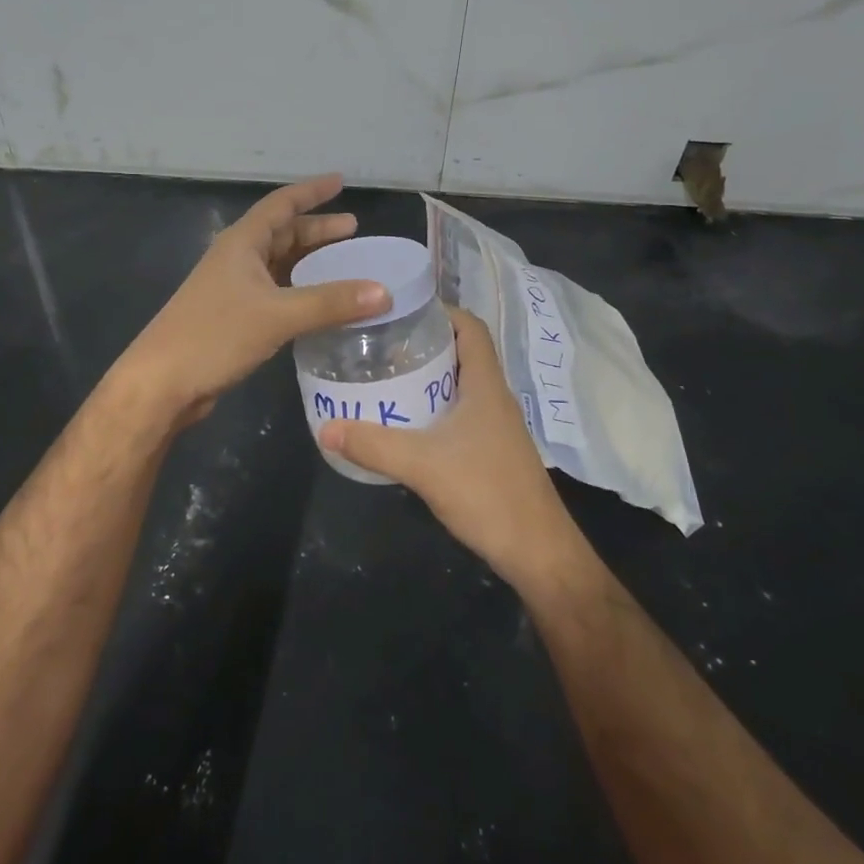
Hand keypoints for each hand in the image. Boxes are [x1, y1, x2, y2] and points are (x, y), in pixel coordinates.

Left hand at [112, 175, 389, 426]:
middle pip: (282, 233)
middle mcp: (237, 258)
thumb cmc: (215, 335)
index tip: (340, 182)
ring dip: (309, 262)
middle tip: (354, 231)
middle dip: (317, 230)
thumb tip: (384, 293)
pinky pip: (276, 292)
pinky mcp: (233, 316)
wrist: (161, 383)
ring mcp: (233, 288)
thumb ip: (331, 303)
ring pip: (279, 264)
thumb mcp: (278, 315)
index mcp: (242, 243)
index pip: (282, 204)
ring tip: (344, 264)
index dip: (312, 192)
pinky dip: (300, 291)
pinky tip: (320, 304)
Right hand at [319, 307, 574, 582]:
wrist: (537, 552)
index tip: (402, 310)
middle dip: (424, 343)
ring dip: (429, 376)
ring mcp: (496, 426)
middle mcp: (494, 397)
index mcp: (486, 385)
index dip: (441, 311)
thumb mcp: (423, 465)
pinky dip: (435, 407)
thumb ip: (374, 446)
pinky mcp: (492, 450)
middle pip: (462, 352)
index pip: (471, 327)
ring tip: (387, 376)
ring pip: (461, 384)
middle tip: (382, 344)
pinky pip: (461, 412)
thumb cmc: (487, 493)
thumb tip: (325, 427)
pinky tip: (407, 423)